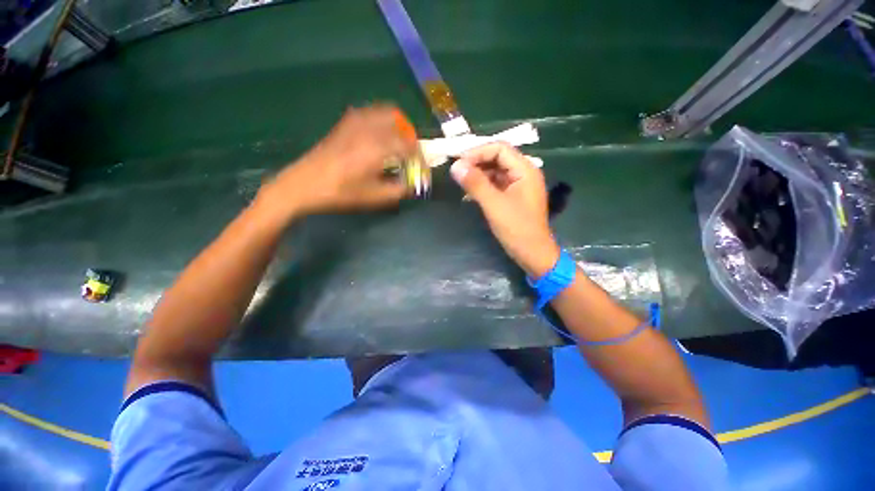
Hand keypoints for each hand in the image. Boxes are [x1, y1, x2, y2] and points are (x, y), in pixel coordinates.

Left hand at [257, 105, 416, 220]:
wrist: (305, 183)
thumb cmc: (341, 192)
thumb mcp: (374, 197)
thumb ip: (399, 190)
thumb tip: (412, 185)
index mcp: (378, 147)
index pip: (410, 146)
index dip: (420, 157)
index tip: (422, 168)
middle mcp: (369, 128)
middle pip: (399, 121)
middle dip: (409, 136)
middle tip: (410, 153)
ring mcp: (355, 122)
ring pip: (384, 112)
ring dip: (396, 126)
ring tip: (396, 144)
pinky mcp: (345, 123)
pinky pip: (369, 113)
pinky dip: (381, 121)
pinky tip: (377, 137)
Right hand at [450, 143, 559, 277]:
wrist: (532, 253)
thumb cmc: (516, 228)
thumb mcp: (494, 204)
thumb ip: (475, 184)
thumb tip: (455, 166)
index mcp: (525, 170)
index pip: (499, 149)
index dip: (478, 152)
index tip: (458, 163)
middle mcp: (523, 173)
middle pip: (497, 158)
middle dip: (476, 163)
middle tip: (457, 172)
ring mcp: (519, 186)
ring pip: (495, 172)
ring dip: (478, 175)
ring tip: (461, 182)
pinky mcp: (513, 198)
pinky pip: (496, 185)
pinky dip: (482, 187)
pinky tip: (469, 194)